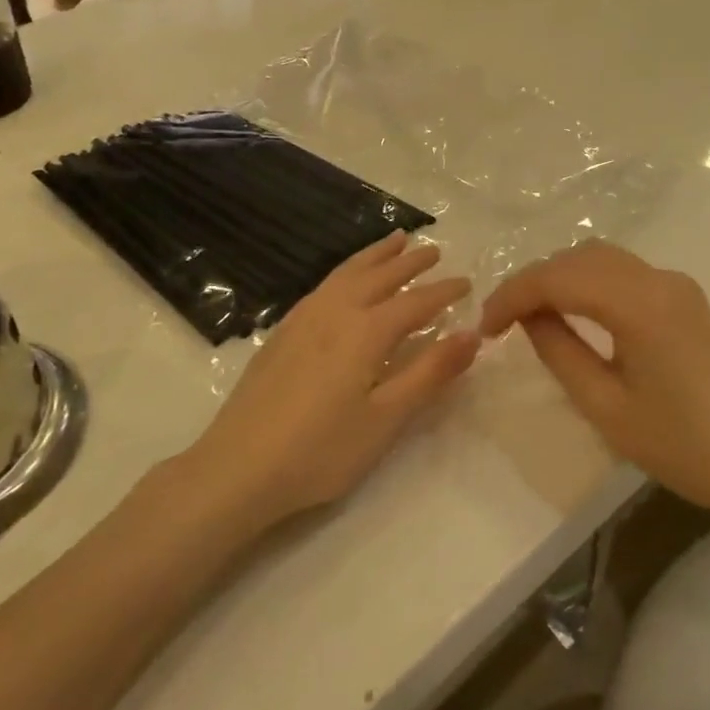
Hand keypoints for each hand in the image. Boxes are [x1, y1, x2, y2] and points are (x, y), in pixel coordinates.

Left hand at [190, 232, 479, 525]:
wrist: (238, 468)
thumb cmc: (322, 450)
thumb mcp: (386, 418)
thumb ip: (430, 372)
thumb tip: (472, 334)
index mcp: (366, 331)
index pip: (416, 302)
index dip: (444, 292)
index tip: (467, 283)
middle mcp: (335, 312)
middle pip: (380, 276)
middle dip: (410, 262)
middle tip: (434, 249)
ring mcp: (303, 319)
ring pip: (347, 273)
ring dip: (375, 255)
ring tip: (395, 241)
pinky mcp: (281, 333)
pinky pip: (324, 285)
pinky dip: (346, 270)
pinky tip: (344, 281)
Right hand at [480, 242, 709, 520]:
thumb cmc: (677, 444)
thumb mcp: (603, 405)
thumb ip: (558, 350)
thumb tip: (529, 316)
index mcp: (639, 305)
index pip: (558, 278)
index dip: (513, 295)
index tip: (485, 328)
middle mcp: (658, 279)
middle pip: (577, 257)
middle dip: (533, 282)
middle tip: (501, 322)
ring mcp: (675, 283)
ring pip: (599, 257)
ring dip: (559, 276)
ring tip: (530, 314)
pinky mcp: (683, 295)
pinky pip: (622, 271)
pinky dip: (587, 280)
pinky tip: (572, 310)